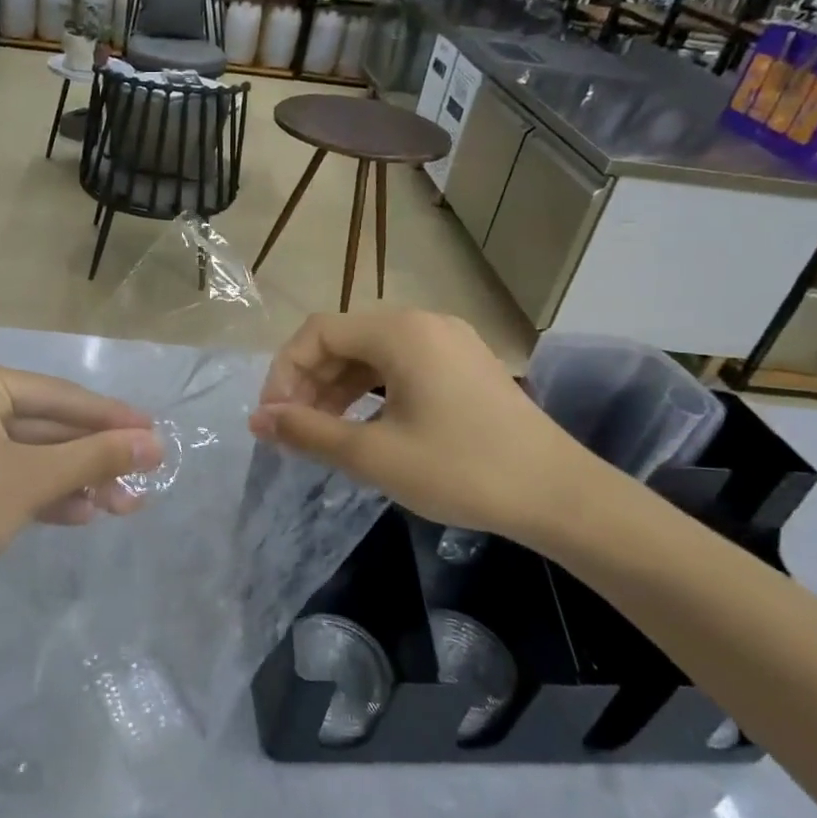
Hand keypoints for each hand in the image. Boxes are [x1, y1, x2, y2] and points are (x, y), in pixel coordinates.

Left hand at [0, 357, 162, 611]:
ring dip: (78, 480)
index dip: (111, 418)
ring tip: (126, 504)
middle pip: (49, 426)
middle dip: (95, 458)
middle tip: (147, 475)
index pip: (58, 396)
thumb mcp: (30, 481)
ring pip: (36, 455)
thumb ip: (94, 457)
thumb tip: (155, 443)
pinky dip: (47, 494)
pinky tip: (84, 514)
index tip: (156, 431)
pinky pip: (15, 477)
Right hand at [248, 309, 600, 549]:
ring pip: (372, 354)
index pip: (317, 332)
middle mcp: (423, 323)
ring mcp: (449, 341)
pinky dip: (371, 391)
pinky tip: (364, 425)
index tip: (272, 418)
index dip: (284, 372)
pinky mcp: (465, 364)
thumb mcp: (373, 454)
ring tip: (322, 432)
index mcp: (400, 332)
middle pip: (344, 339)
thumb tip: (257, 420)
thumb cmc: (459, 470)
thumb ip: (308, 431)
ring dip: (338, 388)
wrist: (558, 495)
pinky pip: (401, 366)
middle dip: (310, 382)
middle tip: (293, 430)